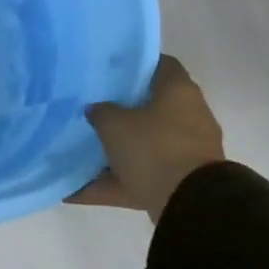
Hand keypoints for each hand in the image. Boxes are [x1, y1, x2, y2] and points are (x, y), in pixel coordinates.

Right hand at [70, 56, 224, 220]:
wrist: (190, 205)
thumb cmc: (153, 148)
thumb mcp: (114, 124)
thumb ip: (101, 111)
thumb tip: (97, 109)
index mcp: (179, 91)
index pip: (160, 64)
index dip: (135, 63)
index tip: (108, 69)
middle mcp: (189, 116)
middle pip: (152, 106)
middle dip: (122, 110)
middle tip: (91, 107)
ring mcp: (188, 151)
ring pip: (145, 144)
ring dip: (117, 150)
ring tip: (81, 150)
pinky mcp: (181, 181)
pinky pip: (141, 176)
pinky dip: (114, 182)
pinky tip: (77, 190)